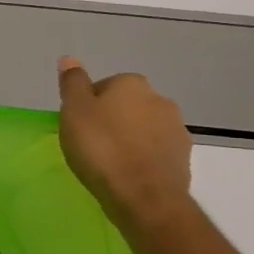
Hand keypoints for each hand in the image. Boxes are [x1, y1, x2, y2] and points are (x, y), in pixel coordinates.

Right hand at [57, 58, 193, 229]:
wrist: (143, 195)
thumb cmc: (102, 148)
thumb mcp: (74, 112)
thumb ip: (73, 84)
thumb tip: (70, 58)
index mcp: (131, 83)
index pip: (104, 87)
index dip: (88, 106)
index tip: (78, 127)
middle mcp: (159, 99)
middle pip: (127, 106)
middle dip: (112, 120)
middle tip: (91, 144)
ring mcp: (176, 129)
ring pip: (144, 128)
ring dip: (130, 139)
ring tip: (110, 163)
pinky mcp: (184, 157)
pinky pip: (156, 151)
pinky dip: (144, 158)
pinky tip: (129, 175)